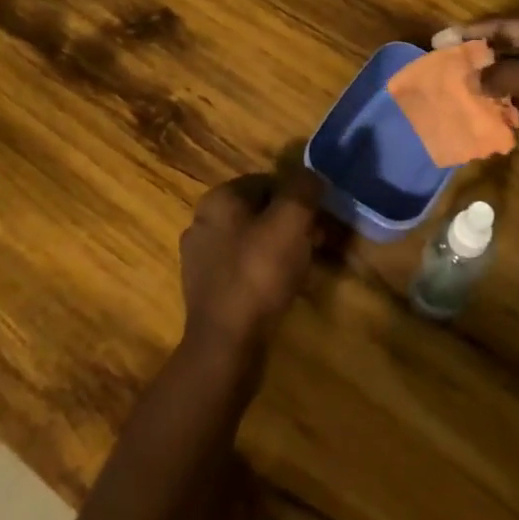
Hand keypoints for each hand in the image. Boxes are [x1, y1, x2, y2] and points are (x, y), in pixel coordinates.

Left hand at [179, 170, 324, 357]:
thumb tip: (312, 175)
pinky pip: (242, 266)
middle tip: (316, 242)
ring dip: (280, 247)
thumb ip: (303, 189)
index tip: (319, 218)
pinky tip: (280, 288)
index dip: (299, 196)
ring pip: (251, 239)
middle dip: (291, 223)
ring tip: (303, 266)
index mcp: (219, 198)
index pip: (268, 181)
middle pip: (259, 211)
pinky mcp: (205, 288)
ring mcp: (199, 257)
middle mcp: (203, 221)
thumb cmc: (259, 274)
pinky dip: (264, 270)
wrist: (226, 344)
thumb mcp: (291, 222)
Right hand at [439, 12, 518, 210]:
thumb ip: (504, 75)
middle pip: (503, 58)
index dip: (471, 33)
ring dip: (484, 97)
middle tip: (437, 75)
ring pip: (509, 90)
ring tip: (448, 103)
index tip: (439, 41)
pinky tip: (476, 129)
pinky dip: (503, 123)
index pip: (502, 28)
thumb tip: (469, 80)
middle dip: (473, 66)